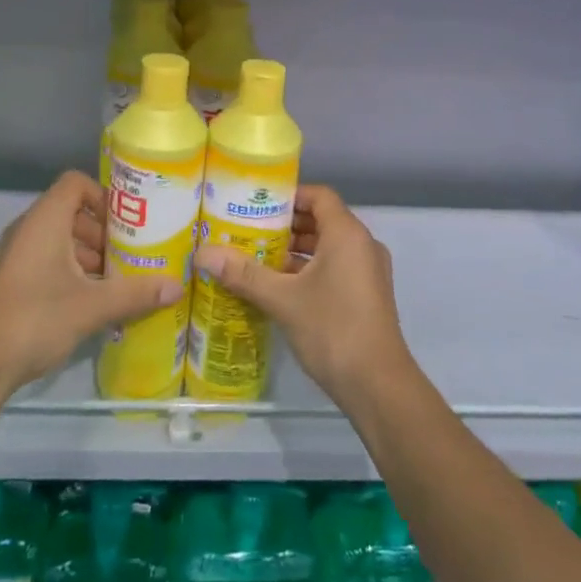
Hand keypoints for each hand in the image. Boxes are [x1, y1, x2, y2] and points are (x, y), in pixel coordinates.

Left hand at [0, 171, 180, 390]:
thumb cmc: (36, 317)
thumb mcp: (92, 305)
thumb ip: (135, 293)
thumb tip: (177, 286)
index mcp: (45, 220)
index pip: (76, 183)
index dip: (104, 195)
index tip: (129, 221)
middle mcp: (28, 229)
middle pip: (72, 212)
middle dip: (103, 231)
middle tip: (131, 254)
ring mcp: (16, 256)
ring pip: (60, 239)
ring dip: (89, 254)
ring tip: (118, 280)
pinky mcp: (12, 281)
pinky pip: (48, 261)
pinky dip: (72, 271)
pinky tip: (93, 301)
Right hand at [195, 185, 413, 406]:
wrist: (378, 386)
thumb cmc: (332, 329)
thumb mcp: (282, 299)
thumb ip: (244, 274)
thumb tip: (203, 253)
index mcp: (347, 234)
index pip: (319, 196)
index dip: (289, 196)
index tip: (257, 204)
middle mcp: (363, 245)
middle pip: (322, 220)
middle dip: (286, 225)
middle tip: (249, 231)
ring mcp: (369, 271)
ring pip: (329, 247)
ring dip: (297, 250)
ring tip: (258, 258)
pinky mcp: (368, 295)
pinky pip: (336, 267)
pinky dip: (311, 269)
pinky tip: (280, 287)